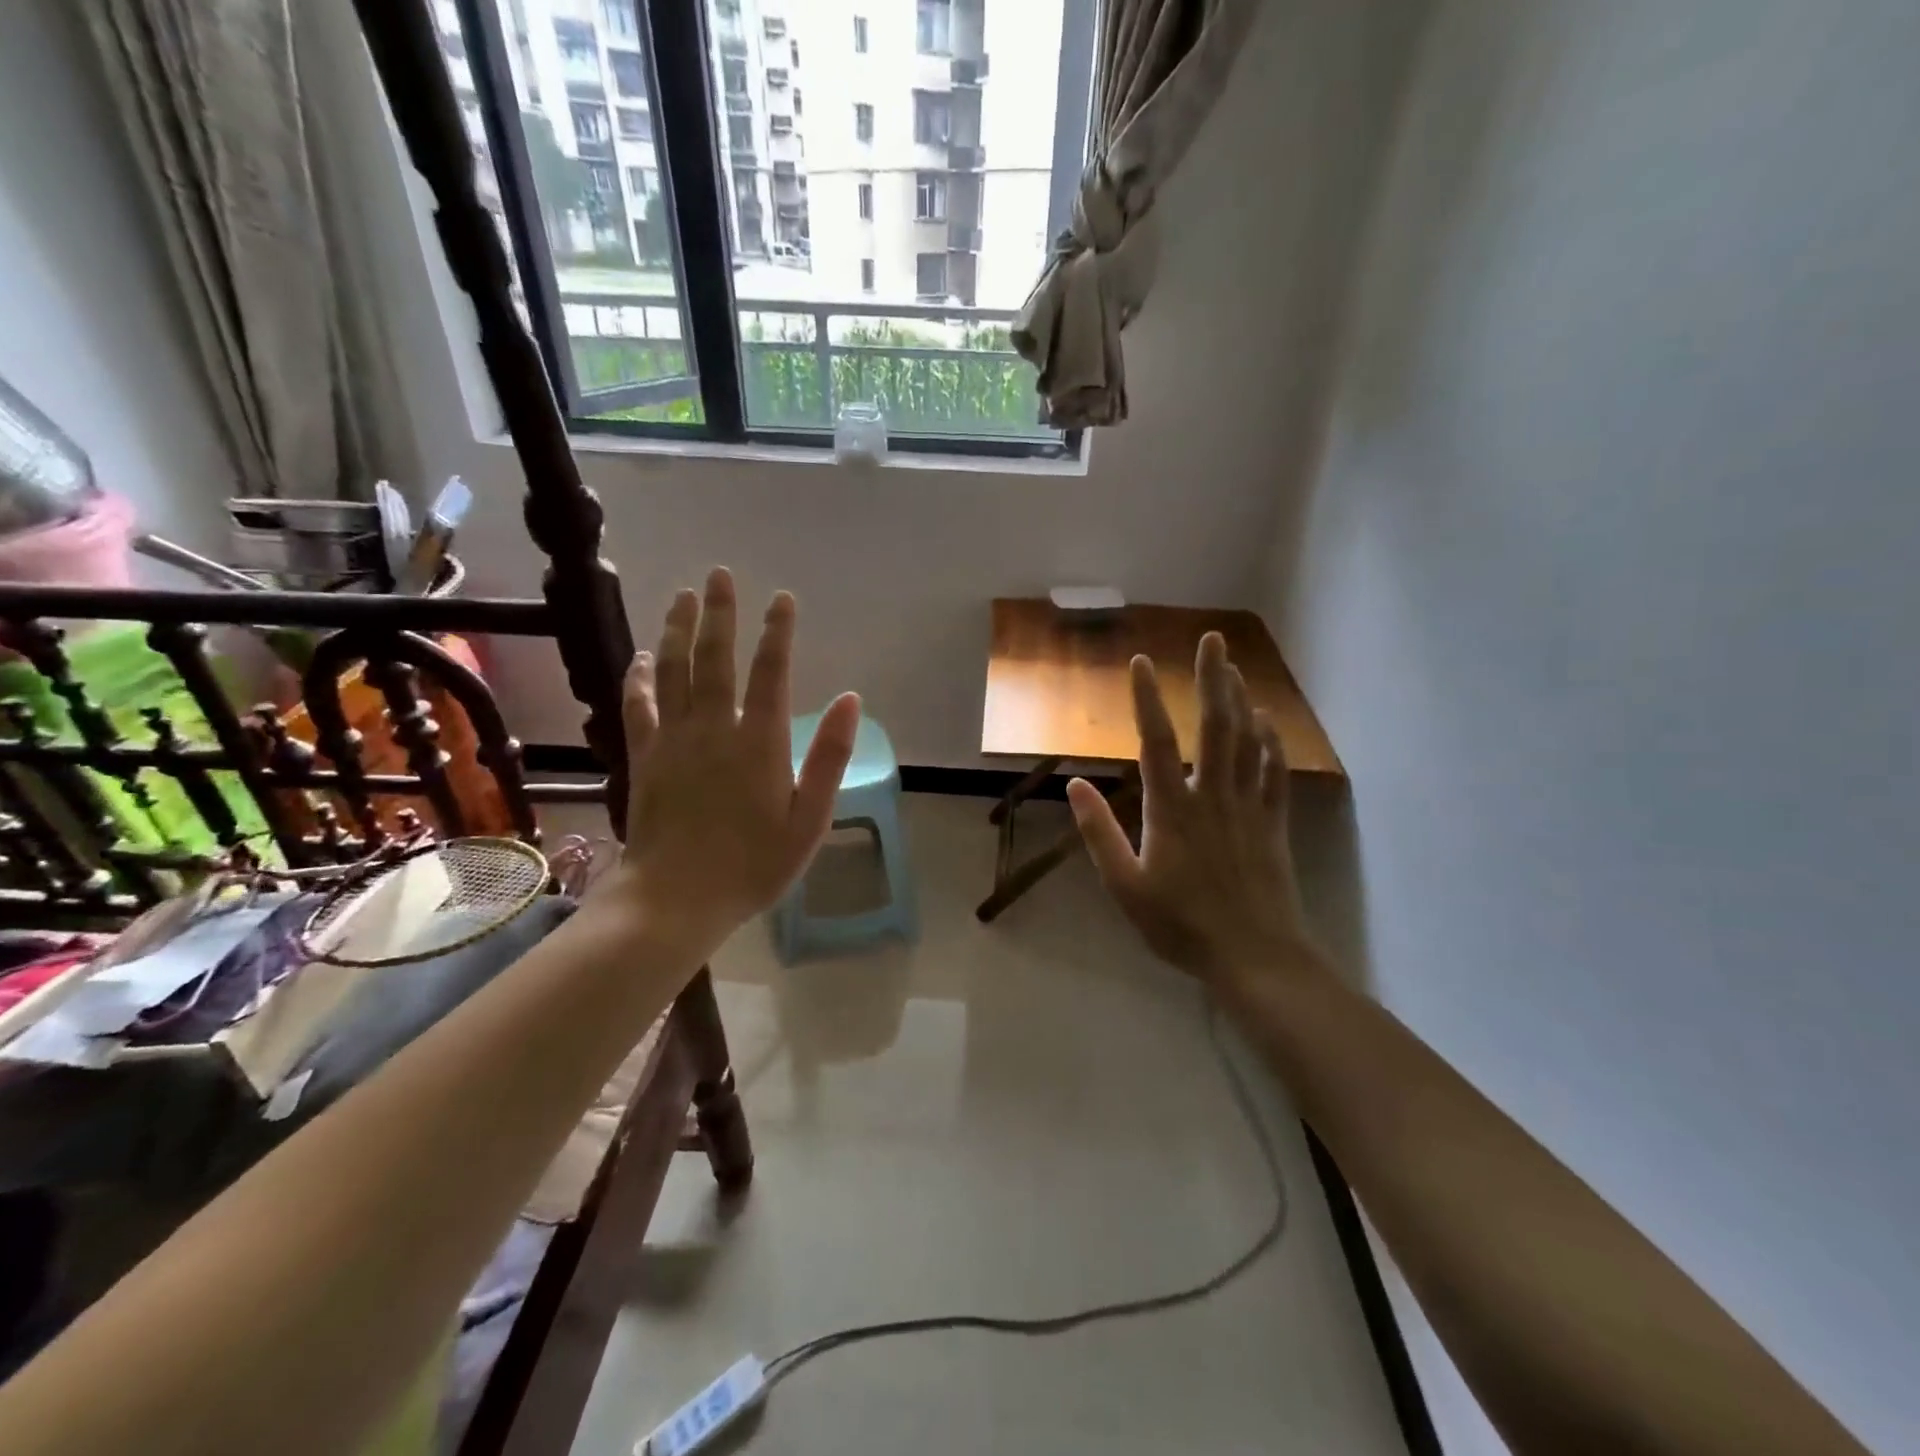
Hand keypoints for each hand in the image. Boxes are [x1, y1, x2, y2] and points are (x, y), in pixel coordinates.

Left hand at [609, 567, 859, 958]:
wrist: (676, 898)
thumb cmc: (754, 865)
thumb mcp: (809, 819)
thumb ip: (828, 757)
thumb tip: (850, 700)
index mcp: (759, 742)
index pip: (771, 672)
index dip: (777, 632)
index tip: (782, 598)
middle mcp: (714, 728)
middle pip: (715, 658)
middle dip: (720, 613)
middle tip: (719, 574)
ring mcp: (673, 740)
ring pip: (673, 671)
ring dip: (678, 630)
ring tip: (682, 597)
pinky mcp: (644, 757)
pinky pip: (639, 706)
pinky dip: (640, 678)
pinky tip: (642, 658)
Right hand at [1067, 634, 1319, 986]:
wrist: (1253, 956)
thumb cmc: (1180, 924)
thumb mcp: (1125, 887)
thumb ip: (1099, 834)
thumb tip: (1073, 784)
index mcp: (1171, 809)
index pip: (1155, 742)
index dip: (1147, 699)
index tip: (1141, 663)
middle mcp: (1212, 796)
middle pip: (1214, 726)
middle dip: (1212, 679)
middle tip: (1213, 639)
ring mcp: (1248, 807)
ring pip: (1247, 741)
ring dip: (1240, 700)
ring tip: (1233, 667)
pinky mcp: (1273, 823)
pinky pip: (1274, 772)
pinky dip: (1270, 741)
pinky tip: (1266, 721)